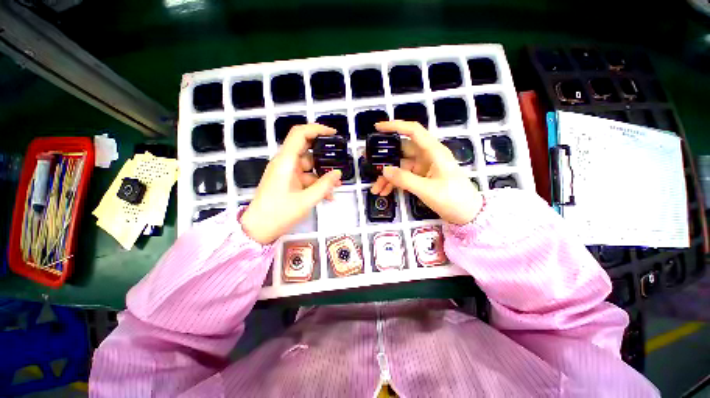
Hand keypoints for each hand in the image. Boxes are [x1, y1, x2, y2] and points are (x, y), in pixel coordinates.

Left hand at [241, 124, 341, 243]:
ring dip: (322, 174)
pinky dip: (316, 183)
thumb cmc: (280, 213)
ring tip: (337, 185)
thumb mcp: (306, 200)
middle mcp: (285, 163)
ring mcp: (286, 172)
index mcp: (286, 161)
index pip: (300, 134)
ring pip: (308, 166)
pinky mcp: (288, 181)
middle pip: (306, 149)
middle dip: (324, 155)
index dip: (317, 129)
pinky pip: (305, 177)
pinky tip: (328, 195)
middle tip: (339, 160)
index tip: (333, 134)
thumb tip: (338, 173)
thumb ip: (324, 185)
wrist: (259, 229)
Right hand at [370, 121, 481, 224]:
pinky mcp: (421, 178)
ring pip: (400, 167)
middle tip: (368, 164)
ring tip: (375, 189)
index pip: (413, 131)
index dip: (395, 126)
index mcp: (433, 152)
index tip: (377, 128)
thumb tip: (384, 170)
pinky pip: (403, 177)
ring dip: (387, 177)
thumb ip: (404, 179)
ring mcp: (423, 168)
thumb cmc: (453, 199)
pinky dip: (394, 184)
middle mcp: (427, 156)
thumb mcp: (427, 190)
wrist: (468, 215)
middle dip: (385, 159)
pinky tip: (384, 192)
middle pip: (401, 152)